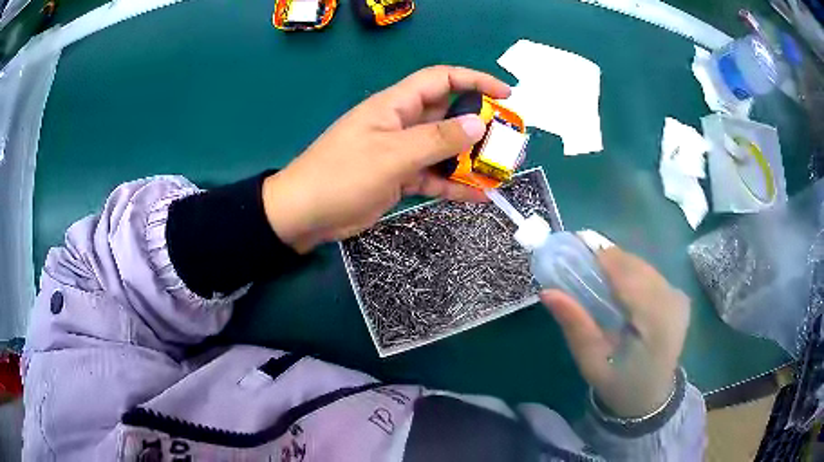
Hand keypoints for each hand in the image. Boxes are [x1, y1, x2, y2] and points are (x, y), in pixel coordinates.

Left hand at [262, 66, 510, 252]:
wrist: (305, 214)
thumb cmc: (343, 175)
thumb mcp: (392, 154)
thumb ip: (437, 139)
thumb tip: (478, 124)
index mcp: (397, 105)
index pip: (442, 80)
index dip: (475, 80)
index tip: (506, 95)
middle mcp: (402, 123)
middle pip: (448, 116)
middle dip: (480, 126)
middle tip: (509, 142)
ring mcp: (401, 152)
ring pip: (444, 149)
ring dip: (470, 160)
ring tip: (500, 172)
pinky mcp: (399, 177)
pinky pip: (434, 177)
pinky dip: (454, 185)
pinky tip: (479, 197)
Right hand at [541, 247, 689, 417]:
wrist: (651, 398)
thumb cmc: (618, 384)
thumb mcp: (591, 361)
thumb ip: (575, 325)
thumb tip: (548, 291)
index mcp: (655, 320)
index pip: (627, 274)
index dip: (600, 259)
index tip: (572, 254)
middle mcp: (673, 300)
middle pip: (635, 265)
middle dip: (606, 262)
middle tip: (579, 269)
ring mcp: (679, 297)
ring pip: (643, 266)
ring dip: (618, 267)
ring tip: (596, 279)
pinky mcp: (679, 297)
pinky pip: (651, 274)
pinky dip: (631, 275)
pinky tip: (619, 290)